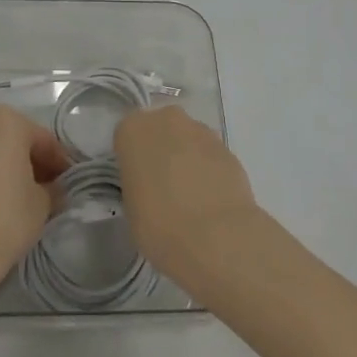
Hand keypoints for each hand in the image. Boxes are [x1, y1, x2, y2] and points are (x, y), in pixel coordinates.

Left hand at [0, 105, 71, 299]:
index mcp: (7, 123)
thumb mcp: (42, 205)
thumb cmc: (4, 222)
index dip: (56, 160)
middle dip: (23, 156)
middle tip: (38, 184)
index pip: (41, 138)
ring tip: (5, 193)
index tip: (64, 180)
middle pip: (7, 136)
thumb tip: (50, 187)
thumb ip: (51, 188)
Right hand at [115, 105, 261, 293]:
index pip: (127, 136)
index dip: (133, 159)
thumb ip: (137, 183)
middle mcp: (166, 120)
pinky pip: (211, 156)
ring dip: (188, 158)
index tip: (138, 181)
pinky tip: (211, 200)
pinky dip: (210, 171)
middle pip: (161, 129)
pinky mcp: (229, 148)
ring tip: (191, 197)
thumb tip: (150, 186)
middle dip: (162, 150)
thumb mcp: (130, 207)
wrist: (216, 237)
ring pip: (189, 140)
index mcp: (133, 129)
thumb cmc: (158, 223)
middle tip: (163, 185)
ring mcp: (201, 131)